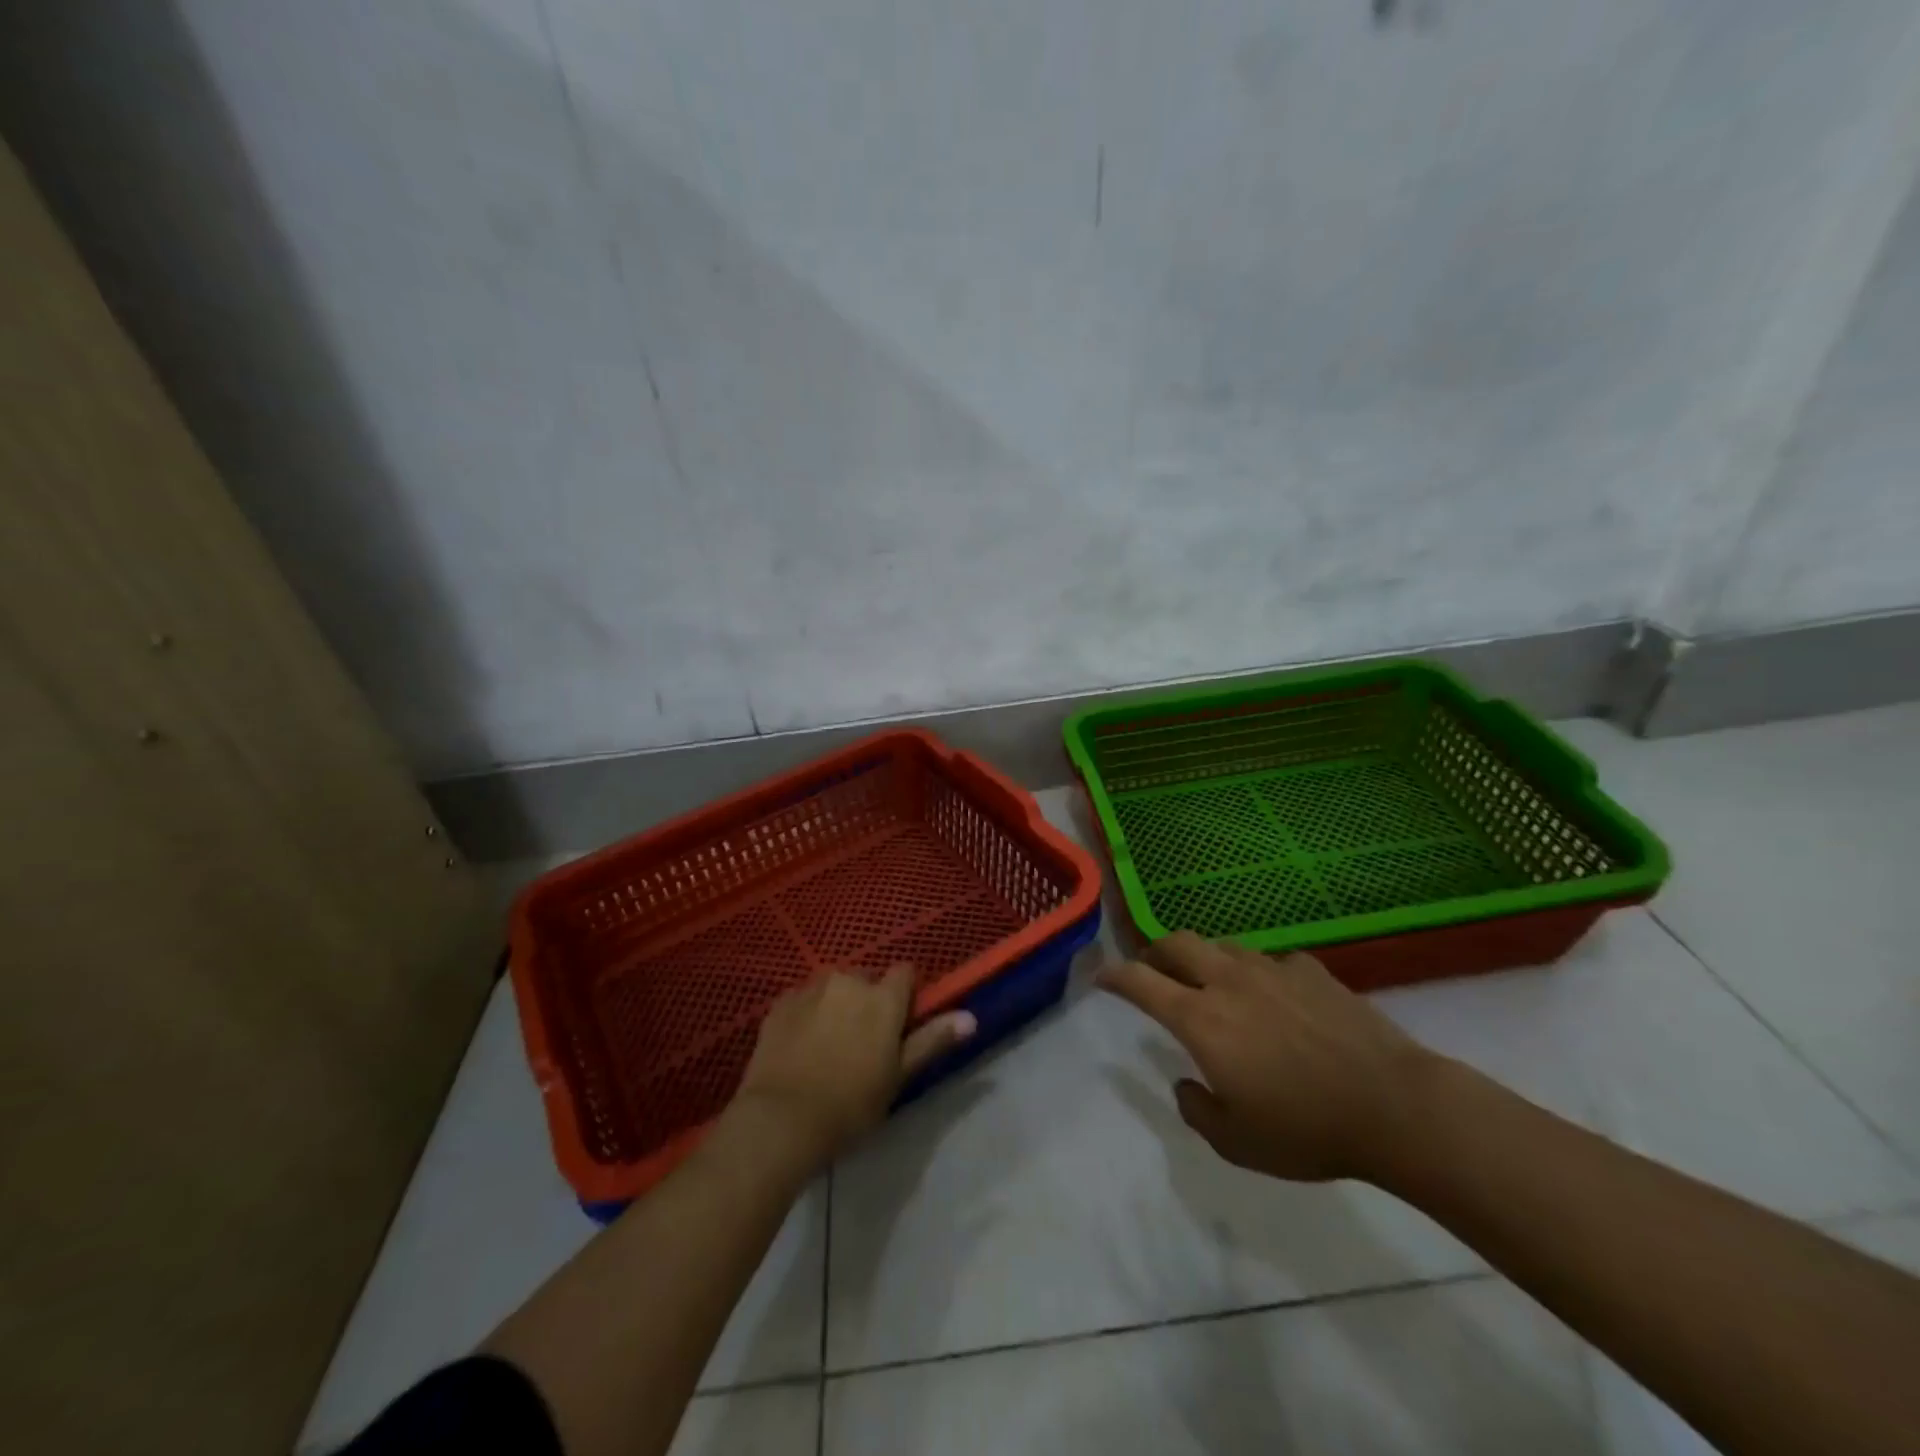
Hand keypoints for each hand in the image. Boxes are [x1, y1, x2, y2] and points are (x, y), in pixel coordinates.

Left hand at [732, 965, 976, 1170]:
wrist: (781, 1120)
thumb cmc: (851, 1104)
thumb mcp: (898, 1076)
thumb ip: (932, 1040)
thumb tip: (971, 1017)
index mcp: (883, 997)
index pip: (906, 972)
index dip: (906, 995)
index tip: (901, 1024)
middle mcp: (849, 980)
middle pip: (867, 979)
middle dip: (869, 1000)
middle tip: (864, 1042)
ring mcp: (811, 988)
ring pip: (834, 987)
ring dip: (837, 1004)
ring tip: (830, 1045)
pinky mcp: (780, 1003)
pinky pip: (803, 999)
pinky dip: (807, 1013)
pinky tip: (801, 1046)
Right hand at [1098, 931, 1436, 1181]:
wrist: (1394, 1106)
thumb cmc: (1307, 1130)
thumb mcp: (1237, 1144)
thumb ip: (1197, 1110)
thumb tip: (1187, 1084)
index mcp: (1201, 1019)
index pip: (1141, 982)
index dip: (1114, 976)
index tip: (1101, 977)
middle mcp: (1229, 982)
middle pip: (1177, 943)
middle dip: (1155, 951)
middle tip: (1153, 970)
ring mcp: (1272, 970)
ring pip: (1223, 946)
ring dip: (1206, 959)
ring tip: (1213, 984)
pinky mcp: (1312, 971)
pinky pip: (1272, 962)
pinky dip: (1260, 975)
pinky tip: (1277, 998)